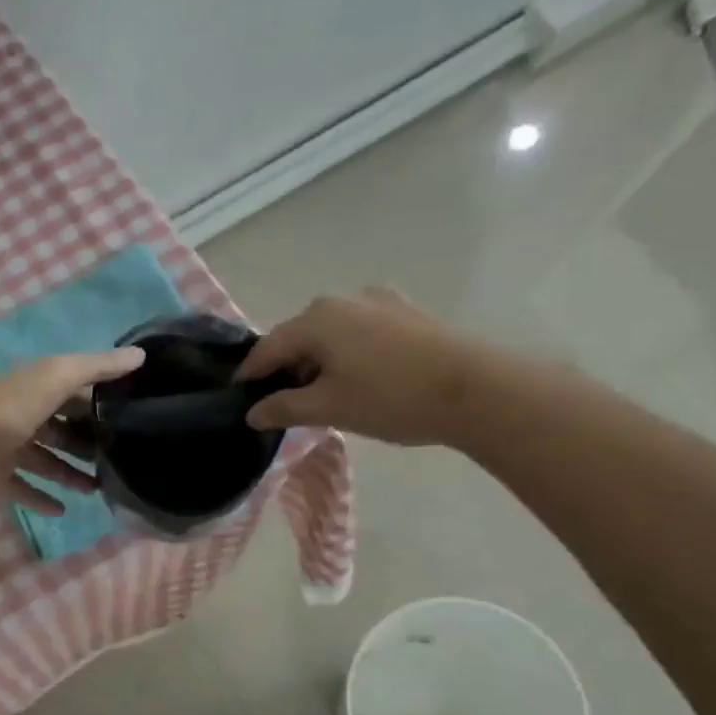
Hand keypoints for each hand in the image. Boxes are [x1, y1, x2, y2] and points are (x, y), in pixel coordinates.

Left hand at [0, 347, 144, 514]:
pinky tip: (62, 511)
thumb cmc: (11, 402)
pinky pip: (22, 489)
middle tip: (116, 464)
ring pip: (46, 462)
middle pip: (62, 433)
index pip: (76, 397)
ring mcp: (8, 448)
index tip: (130, 424)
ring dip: (70, 475)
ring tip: (97, 491)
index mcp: (40, 390)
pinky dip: (40, 499)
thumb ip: (98, 366)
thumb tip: (141, 354)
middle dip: (87, 446)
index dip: (100, 409)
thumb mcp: (59, 375)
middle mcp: (25, 417)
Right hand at [235, 288, 491, 445]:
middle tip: (281, 403)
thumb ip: (284, 408)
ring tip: (321, 394)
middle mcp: (343, 300)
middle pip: (299, 337)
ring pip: (331, 334)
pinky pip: (361, 333)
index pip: (268, 348)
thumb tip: (252, 413)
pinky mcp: (408, 314)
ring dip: (319, 362)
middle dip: (286, 368)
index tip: (239, 397)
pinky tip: (358, 378)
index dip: (250, 375)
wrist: (476, 390)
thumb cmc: (390, 398)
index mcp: (316, 319)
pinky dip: (348, 354)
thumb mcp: (328, 408)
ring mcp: (379, 302)